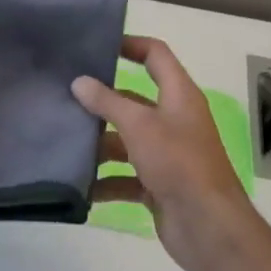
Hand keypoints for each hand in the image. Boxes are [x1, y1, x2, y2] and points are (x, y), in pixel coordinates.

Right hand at [73, 36, 270, 270]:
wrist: (208, 226)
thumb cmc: (178, 163)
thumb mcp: (139, 125)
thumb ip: (107, 102)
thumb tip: (79, 82)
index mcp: (179, 97)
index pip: (156, 56)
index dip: (130, 45)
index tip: (97, 46)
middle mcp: (174, 121)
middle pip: (133, 101)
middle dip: (101, 103)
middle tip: (62, 100)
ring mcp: (166, 155)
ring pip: (125, 141)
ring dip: (98, 145)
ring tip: (63, 144)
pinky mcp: (157, 185)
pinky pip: (125, 177)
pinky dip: (105, 181)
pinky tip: (79, 186)